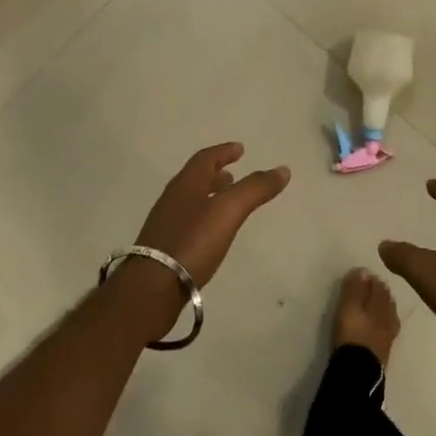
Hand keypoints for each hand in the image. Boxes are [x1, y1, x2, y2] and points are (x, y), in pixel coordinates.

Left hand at [133, 143, 290, 288]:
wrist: (153, 287)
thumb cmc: (192, 241)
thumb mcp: (229, 211)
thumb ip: (255, 189)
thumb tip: (282, 169)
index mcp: (186, 184)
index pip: (205, 159)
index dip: (223, 152)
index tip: (239, 149)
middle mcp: (172, 199)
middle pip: (195, 179)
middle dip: (216, 174)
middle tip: (233, 174)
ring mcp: (165, 223)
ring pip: (190, 200)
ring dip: (209, 195)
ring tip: (226, 202)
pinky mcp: (163, 247)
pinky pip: (187, 221)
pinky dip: (203, 217)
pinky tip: (211, 232)